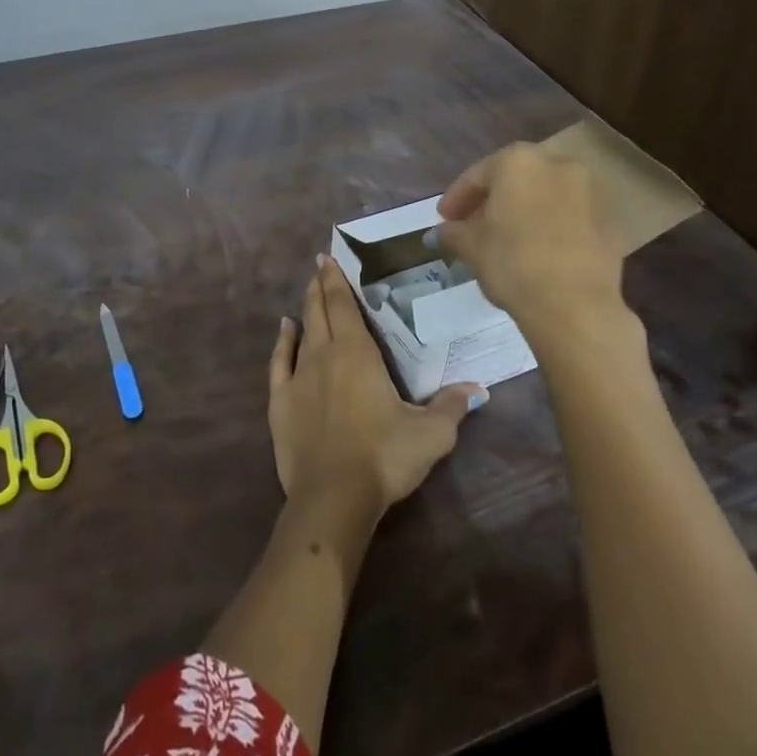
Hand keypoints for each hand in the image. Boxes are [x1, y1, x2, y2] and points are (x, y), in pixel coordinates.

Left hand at [268, 256, 482, 514]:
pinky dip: (282, 342)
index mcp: (358, 354)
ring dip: (305, 308)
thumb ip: (452, 406)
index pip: (344, 306)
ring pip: (301, 331)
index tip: (328, 259)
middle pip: (320, 311)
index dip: (336, 281)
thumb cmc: (384, 457)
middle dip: (320, 285)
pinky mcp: (280, 402)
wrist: (333, 496)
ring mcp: (299, 378)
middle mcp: (324, 355)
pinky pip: (279, 362)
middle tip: (319, 265)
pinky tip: (285, 329)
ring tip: (308, 290)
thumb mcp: (430, 434)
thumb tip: (477, 388)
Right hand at [435, 141, 628, 327]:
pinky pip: (570, 214)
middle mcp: (557, 164)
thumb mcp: (471, 247)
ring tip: (507, 238)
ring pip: (545, 194)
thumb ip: (453, 233)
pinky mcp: (610, 218)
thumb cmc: (513, 264)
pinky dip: (552, 224)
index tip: (444, 220)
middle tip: (473, 226)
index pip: (477, 175)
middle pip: (515, 179)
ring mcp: (590, 189)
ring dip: (524, 210)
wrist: (576, 305)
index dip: (456, 198)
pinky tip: (539, 249)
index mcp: (518, 162)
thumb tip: (442, 232)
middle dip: (492, 201)